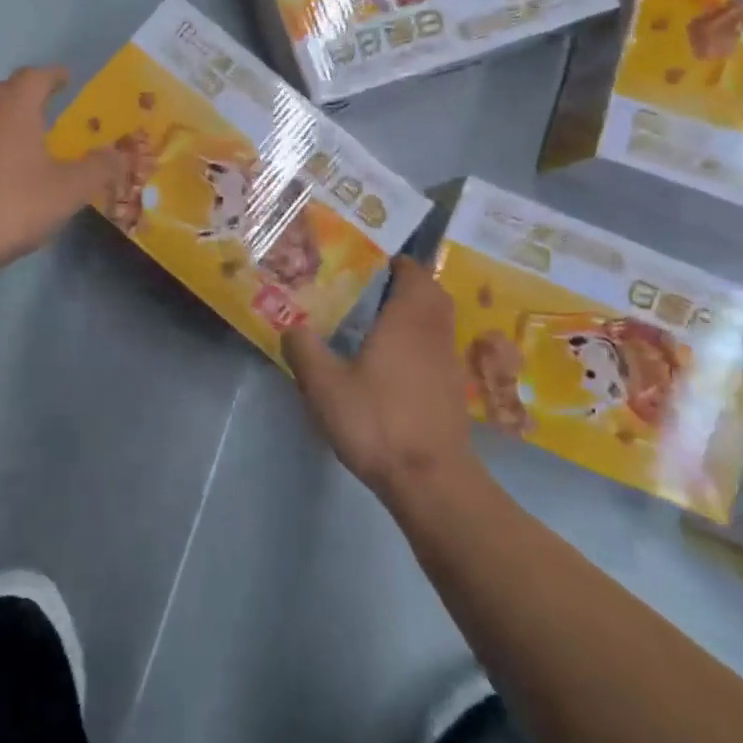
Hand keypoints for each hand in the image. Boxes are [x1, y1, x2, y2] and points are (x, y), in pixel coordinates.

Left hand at [0, 67, 121, 280]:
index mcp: (13, 106)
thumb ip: (98, 169)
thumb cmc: (10, 205)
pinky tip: (1, 171)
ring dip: (9, 122)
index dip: (55, 76)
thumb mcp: (68, 191)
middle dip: (31, 97)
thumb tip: (119, 154)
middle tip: (53, 109)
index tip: (68, 78)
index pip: (36, 76)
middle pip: (7, 91)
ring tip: (30, 141)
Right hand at [282, 257, 477, 499]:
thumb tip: (289, 325)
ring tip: (381, 322)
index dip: (397, 263)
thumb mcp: (325, 386)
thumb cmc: (377, 421)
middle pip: (432, 294)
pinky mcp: (452, 390)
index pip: (413, 273)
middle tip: (375, 289)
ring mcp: (448, 362)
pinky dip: (422, 342)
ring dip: (418, 313)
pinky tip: (395, 362)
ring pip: (438, 321)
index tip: (372, 263)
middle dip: (409, 284)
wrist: (430, 479)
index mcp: (407, 319)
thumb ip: (304, 350)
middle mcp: (434, 332)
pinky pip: (439, 348)